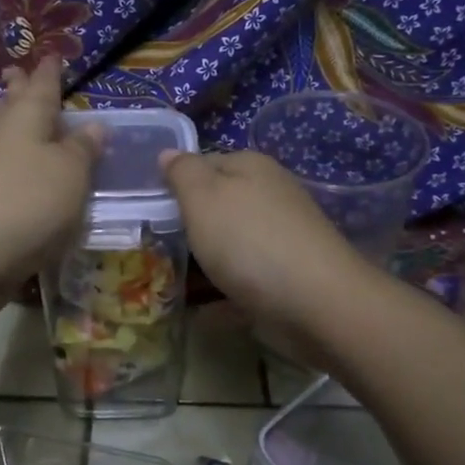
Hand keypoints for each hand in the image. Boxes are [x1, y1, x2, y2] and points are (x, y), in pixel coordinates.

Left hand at [0, 59, 101, 317]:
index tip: (53, 54)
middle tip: (18, 70)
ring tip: (12, 106)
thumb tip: (94, 126)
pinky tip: (18, 164)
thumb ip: (83, 149)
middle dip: (19, 88)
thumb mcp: (71, 173)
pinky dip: (11, 155)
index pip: (43, 86)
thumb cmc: (29, 203)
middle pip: (13, 106)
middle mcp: (3, 137)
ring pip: (3, 133)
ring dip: (11, 119)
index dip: (50, 71)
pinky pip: (1, 164)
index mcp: (27, 119)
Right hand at [158, 149, 374, 350]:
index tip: (148, 209)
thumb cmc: (249, 240)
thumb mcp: (203, 196)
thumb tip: (168, 152)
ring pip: (230, 245)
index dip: (175, 183)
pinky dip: (222, 295)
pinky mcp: (286, 278)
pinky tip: (200, 312)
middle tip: (153, 247)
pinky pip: (243, 282)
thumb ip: (182, 173)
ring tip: (168, 281)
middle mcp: (269, 197)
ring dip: (203, 262)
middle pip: (218, 206)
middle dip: (188, 226)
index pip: (203, 163)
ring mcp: (281, 239)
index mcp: (251, 167)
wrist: (316, 303)